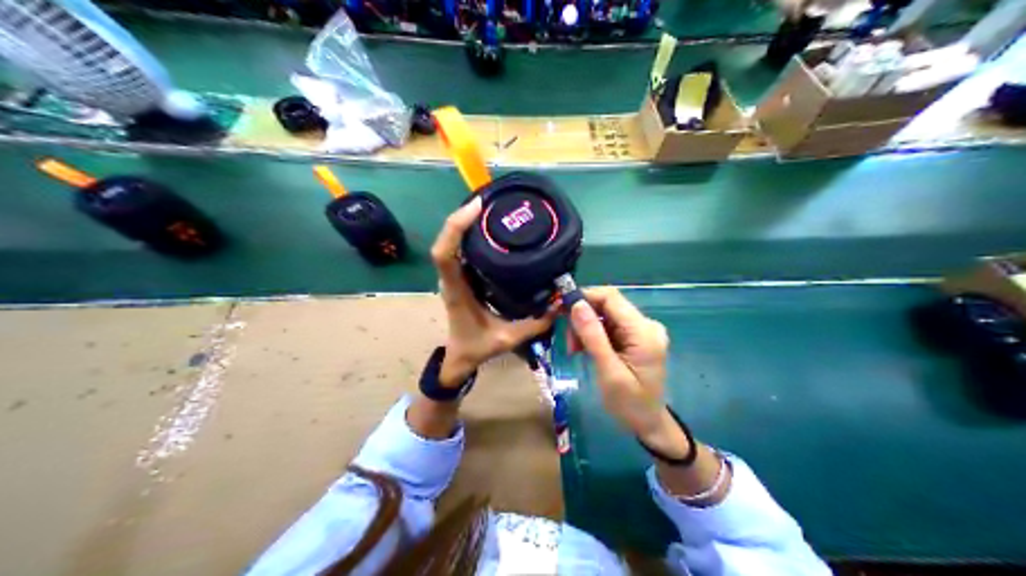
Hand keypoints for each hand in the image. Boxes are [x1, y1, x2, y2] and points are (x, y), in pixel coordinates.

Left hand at [429, 196, 553, 386]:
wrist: (459, 359)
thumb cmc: (476, 348)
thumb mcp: (507, 339)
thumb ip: (534, 323)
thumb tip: (559, 304)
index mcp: (456, 291)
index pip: (444, 254)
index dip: (455, 227)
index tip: (476, 208)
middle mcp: (451, 279)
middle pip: (447, 240)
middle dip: (463, 217)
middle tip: (491, 202)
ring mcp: (454, 277)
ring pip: (452, 242)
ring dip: (466, 223)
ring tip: (492, 209)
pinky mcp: (461, 277)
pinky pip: (461, 250)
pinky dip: (471, 235)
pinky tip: (492, 230)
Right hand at [569, 287, 687, 459]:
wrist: (649, 425)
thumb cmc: (629, 404)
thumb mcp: (608, 372)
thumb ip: (593, 336)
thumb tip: (576, 304)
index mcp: (644, 331)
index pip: (611, 298)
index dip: (584, 297)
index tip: (559, 310)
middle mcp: (646, 324)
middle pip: (608, 306)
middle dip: (583, 318)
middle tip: (568, 343)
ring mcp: (643, 331)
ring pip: (606, 316)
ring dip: (586, 329)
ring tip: (574, 351)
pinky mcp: (637, 338)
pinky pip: (611, 327)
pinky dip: (594, 335)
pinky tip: (584, 350)